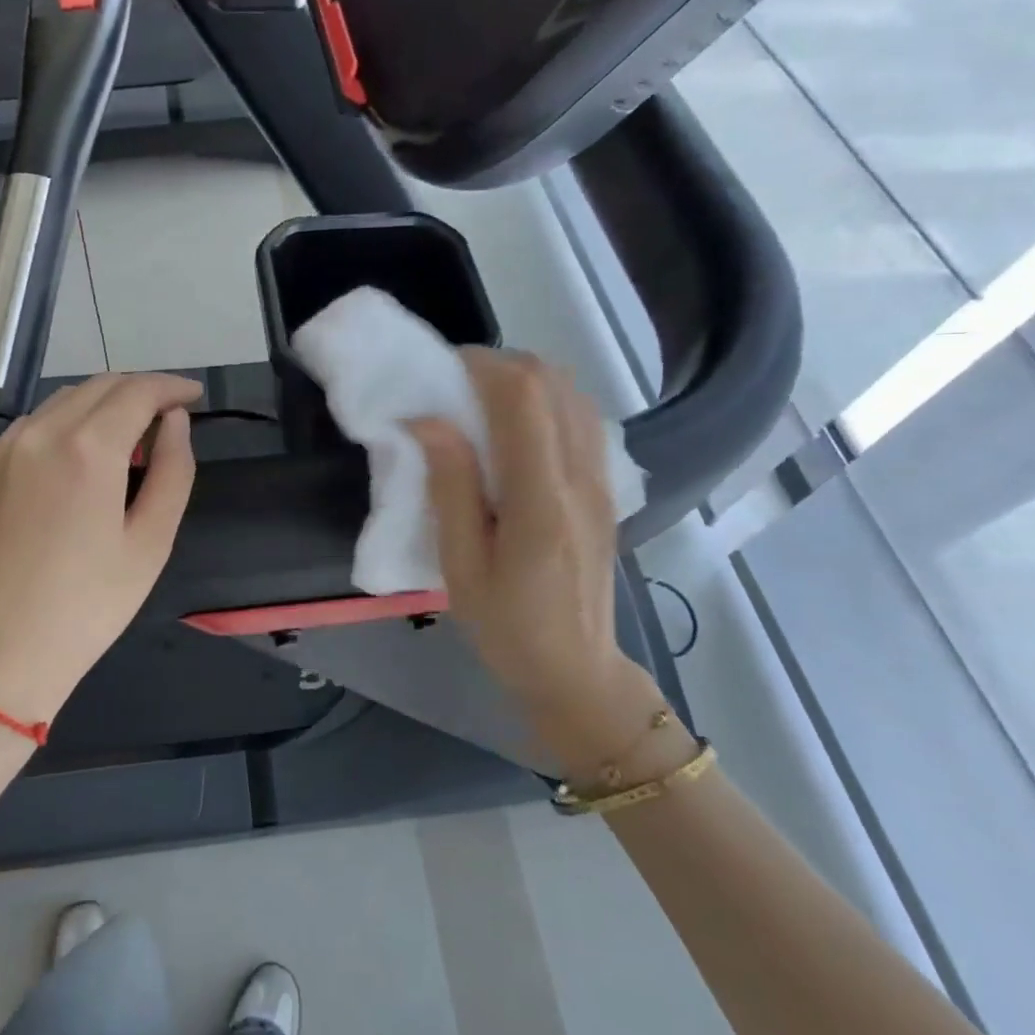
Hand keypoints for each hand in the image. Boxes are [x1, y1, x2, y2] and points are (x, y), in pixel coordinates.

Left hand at [0, 372, 201, 724]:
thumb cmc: (87, 607)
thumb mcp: (150, 543)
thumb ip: (172, 470)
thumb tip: (174, 422)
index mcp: (87, 448)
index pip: (137, 391)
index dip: (172, 386)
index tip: (194, 396)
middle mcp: (41, 433)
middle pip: (100, 386)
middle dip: (140, 390)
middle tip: (170, 416)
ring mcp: (5, 451)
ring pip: (64, 401)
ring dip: (104, 403)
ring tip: (131, 436)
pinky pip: (34, 425)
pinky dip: (69, 422)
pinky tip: (82, 455)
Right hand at [412, 351, 652, 755]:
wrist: (577, 670)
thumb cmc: (507, 627)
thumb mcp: (461, 566)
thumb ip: (450, 488)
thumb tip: (428, 420)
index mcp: (541, 499)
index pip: (523, 397)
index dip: (480, 366)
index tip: (439, 373)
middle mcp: (582, 476)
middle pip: (553, 381)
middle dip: (499, 365)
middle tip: (453, 384)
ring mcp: (603, 479)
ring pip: (572, 392)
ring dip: (525, 379)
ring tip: (481, 400)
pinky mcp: (607, 486)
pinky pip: (582, 417)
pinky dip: (547, 400)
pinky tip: (516, 425)